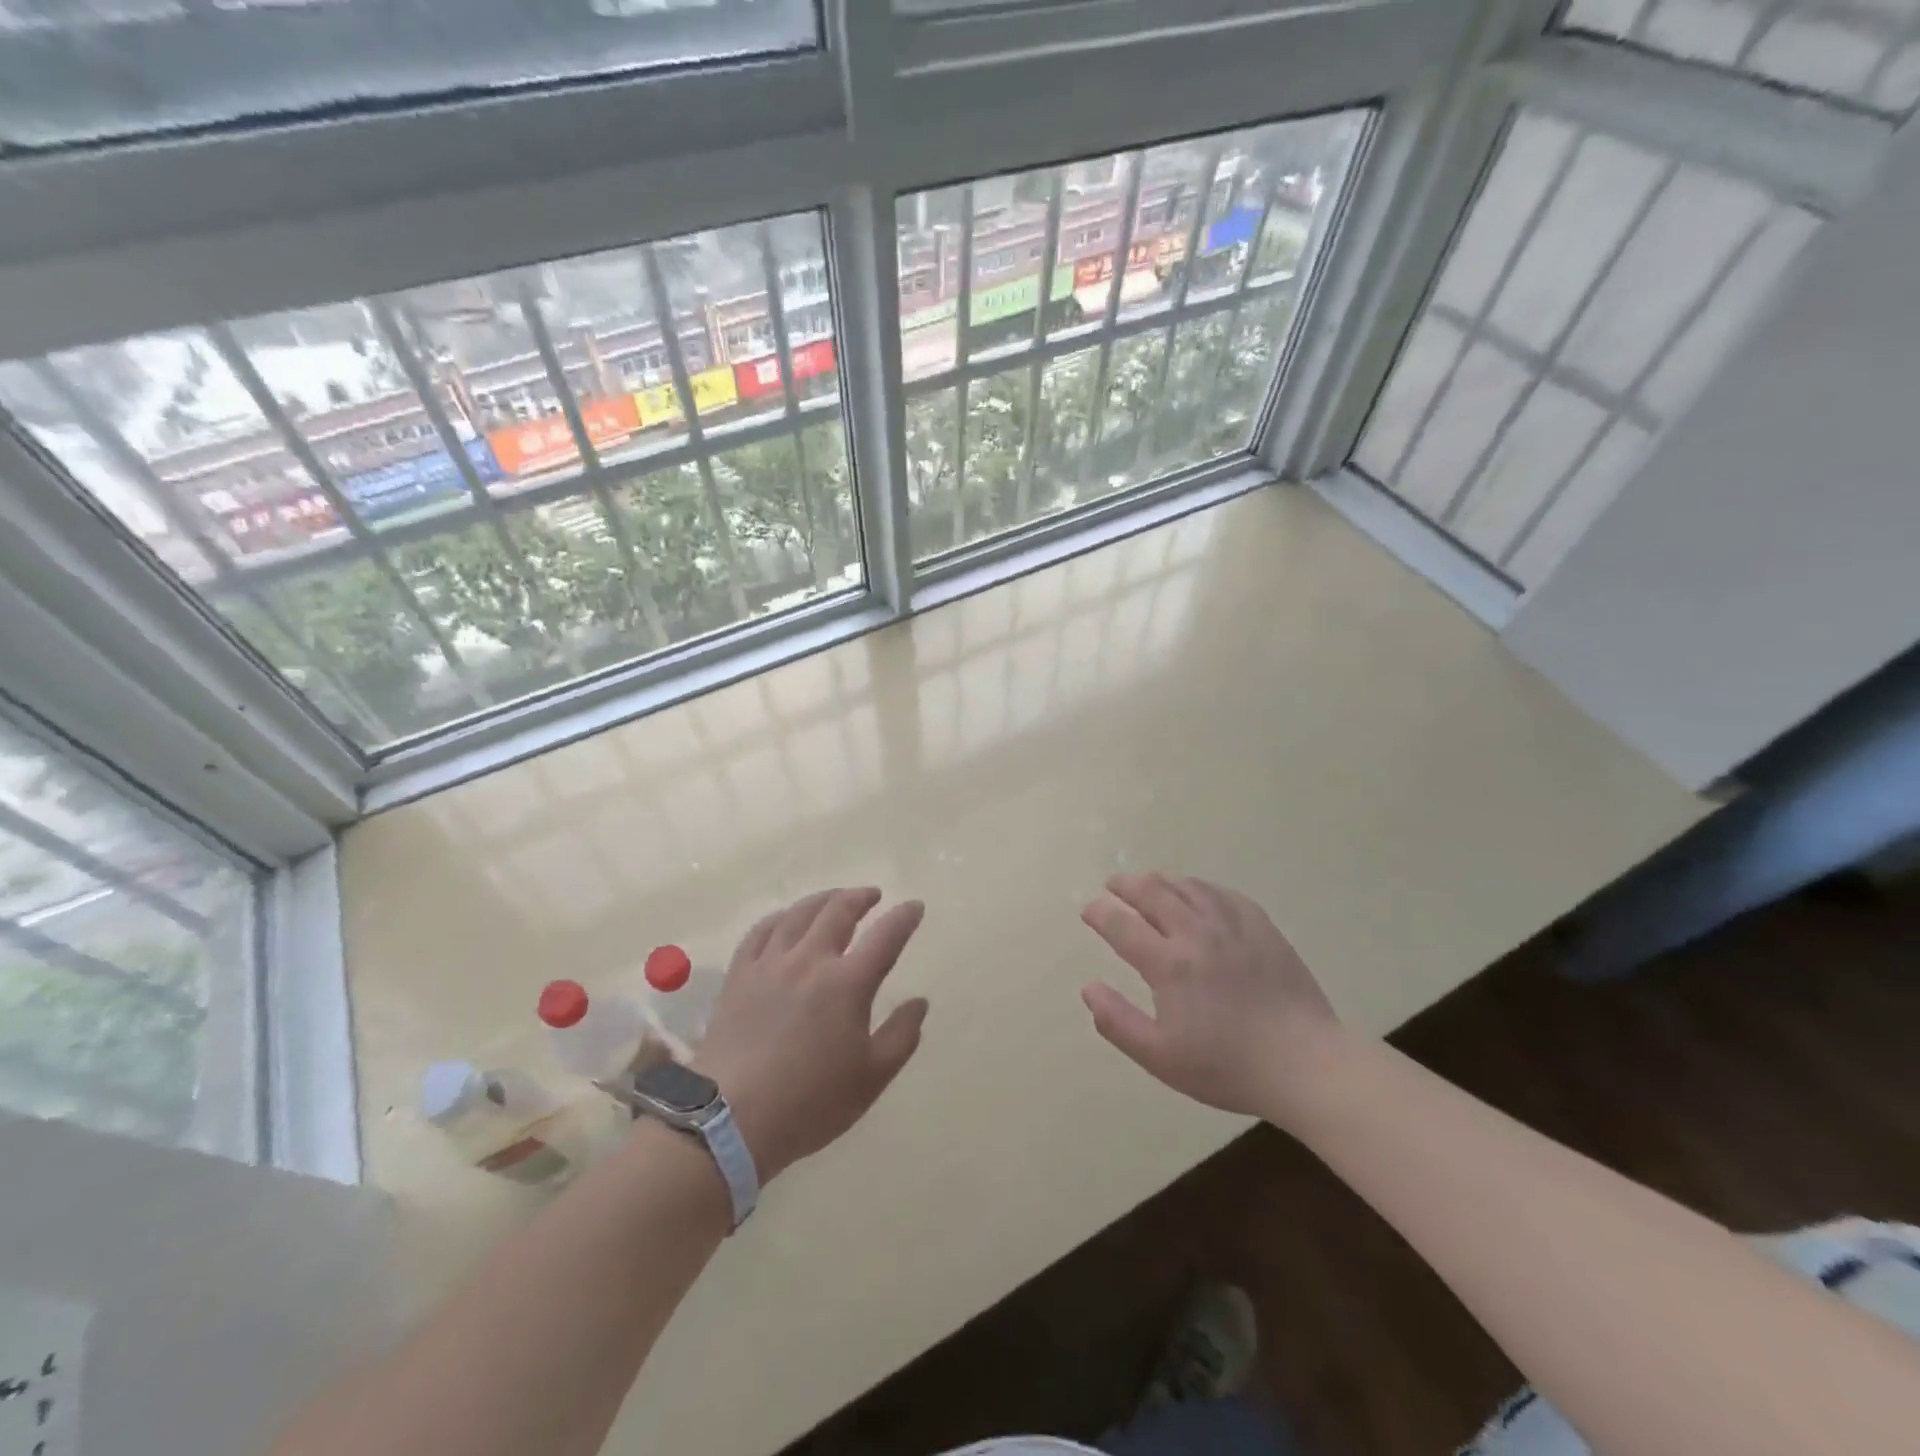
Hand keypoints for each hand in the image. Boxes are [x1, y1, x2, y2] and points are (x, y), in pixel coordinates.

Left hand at [694, 888, 928, 1181]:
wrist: (730, 1120)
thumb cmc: (810, 1103)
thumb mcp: (871, 1078)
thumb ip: (901, 1036)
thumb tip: (919, 1002)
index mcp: (848, 983)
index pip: (885, 937)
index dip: (904, 918)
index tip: (915, 907)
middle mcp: (810, 961)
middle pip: (838, 911)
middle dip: (860, 897)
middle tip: (873, 895)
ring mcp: (770, 964)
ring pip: (799, 914)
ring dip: (823, 899)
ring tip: (834, 898)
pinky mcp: (740, 975)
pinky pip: (761, 931)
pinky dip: (780, 917)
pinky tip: (786, 919)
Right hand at [1079, 872, 1345, 1123]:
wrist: (1305, 1064)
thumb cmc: (1227, 1066)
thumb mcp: (1161, 1057)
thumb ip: (1118, 1021)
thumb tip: (1088, 987)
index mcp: (1168, 964)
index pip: (1122, 924)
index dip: (1100, 912)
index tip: (1089, 909)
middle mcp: (1195, 933)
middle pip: (1152, 892)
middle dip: (1125, 884)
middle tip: (1112, 884)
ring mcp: (1231, 925)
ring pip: (1187, 886)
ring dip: (1160, 880)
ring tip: (1148, 882)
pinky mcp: (1261, 926)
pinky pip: (1222, 892)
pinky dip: (1199, 886)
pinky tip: (1196, 892)